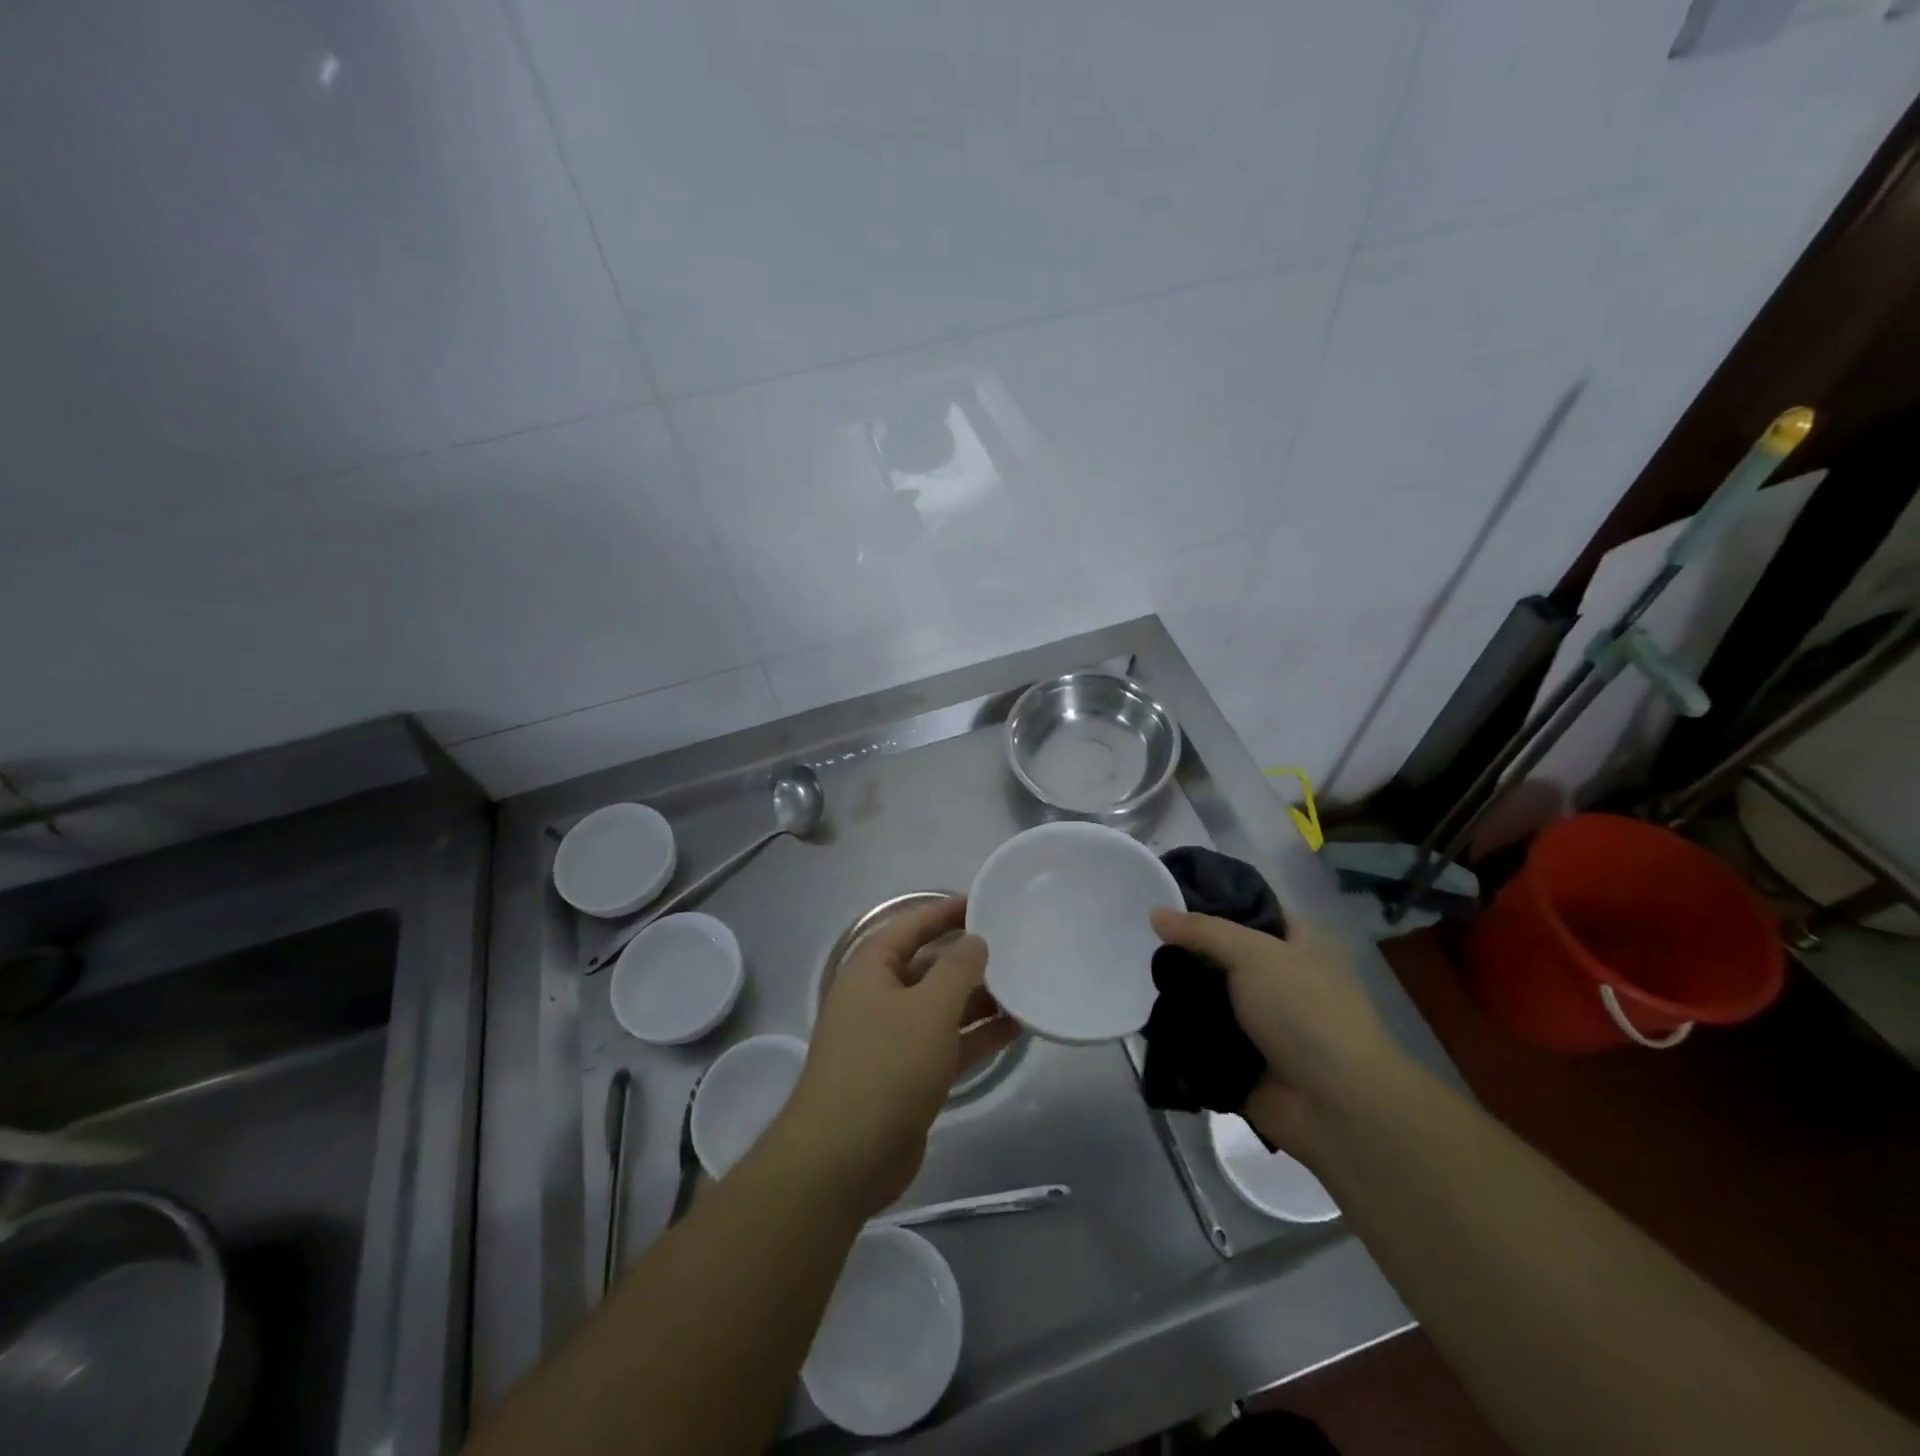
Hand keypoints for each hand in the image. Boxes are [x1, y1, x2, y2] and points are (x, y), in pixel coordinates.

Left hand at [779, 897, 1018, 1214]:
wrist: (844, 1158)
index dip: (948, 911)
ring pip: (942, 1007)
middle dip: (970, 959)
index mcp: (872, 969)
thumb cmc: (885, 1067)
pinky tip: (1015, 1030)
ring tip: (1026, 988)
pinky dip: (976, 1036)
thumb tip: (975, 940)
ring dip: (980, 1000)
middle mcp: (880, 997)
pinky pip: (947, 1043)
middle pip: (930, 966)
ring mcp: (893, 1038)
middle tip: (1017, 948)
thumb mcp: (928, 1009)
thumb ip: (957, 969)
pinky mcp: (908, 1075)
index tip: (986, 902)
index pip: (913, 926)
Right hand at [1150, 909, 1403, 1159]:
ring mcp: (1260, 1022)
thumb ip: (1202, 930)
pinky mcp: (1241, 1059)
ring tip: (1134, 978)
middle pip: (1221, 955)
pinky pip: (1201, 1038)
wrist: (1336, 1105)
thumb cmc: (1305, 1011)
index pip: (1248, 910)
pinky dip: (1178, 1033)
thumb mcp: (1253, 953)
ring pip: (1207, 997)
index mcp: (1296, 944)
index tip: (1165, 899)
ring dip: (1177, 994)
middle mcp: (1279, 978)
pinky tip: (1143, 1018)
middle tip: (1140, 942)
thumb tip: (1155, 914)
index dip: (1211, 902)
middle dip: (1185, 952)